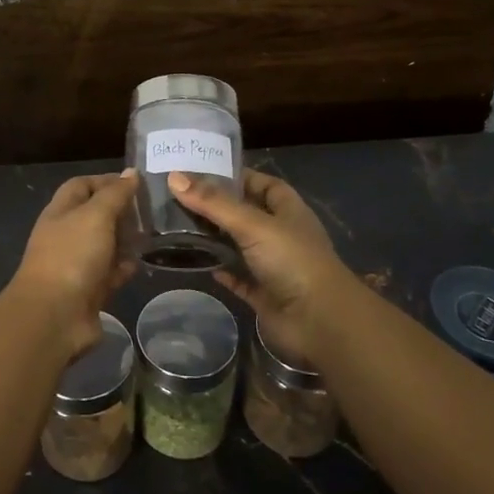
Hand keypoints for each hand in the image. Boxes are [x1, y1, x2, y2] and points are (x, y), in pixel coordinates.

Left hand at [6, 171, 138, 357]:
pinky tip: (141, 263)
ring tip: (152, 234)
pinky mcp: (89, 291)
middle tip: (150, 210)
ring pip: (104, 245)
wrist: (55, 317)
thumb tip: (130, 173)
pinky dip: (124, 267)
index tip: (135, 183)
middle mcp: (66, 235)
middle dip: (120, 211)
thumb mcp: (96, 216)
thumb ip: (115, 194)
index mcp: (61, 212)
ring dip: (125, 239)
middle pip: (95, 215)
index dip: (106, 181)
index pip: (82, 185)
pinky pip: (109, 273)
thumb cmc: (72, 256)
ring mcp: (76, 264)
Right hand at [168, 169, 357, 362]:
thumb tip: (174, 177)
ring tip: (178, 226)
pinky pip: (238, 278)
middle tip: (179, 197)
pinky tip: (197, 262)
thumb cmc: (292, 260)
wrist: (320, 322)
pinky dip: (221, 270)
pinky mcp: (264, 294)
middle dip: (217, 206)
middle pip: (245, 214)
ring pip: (239, 246)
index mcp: (287, 210)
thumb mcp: (252, 224)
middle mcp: (281, 234)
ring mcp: (273, 266)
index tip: (201, 171)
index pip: (261, 183)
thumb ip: (213, 203)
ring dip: (215, 239)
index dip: (236, 176)